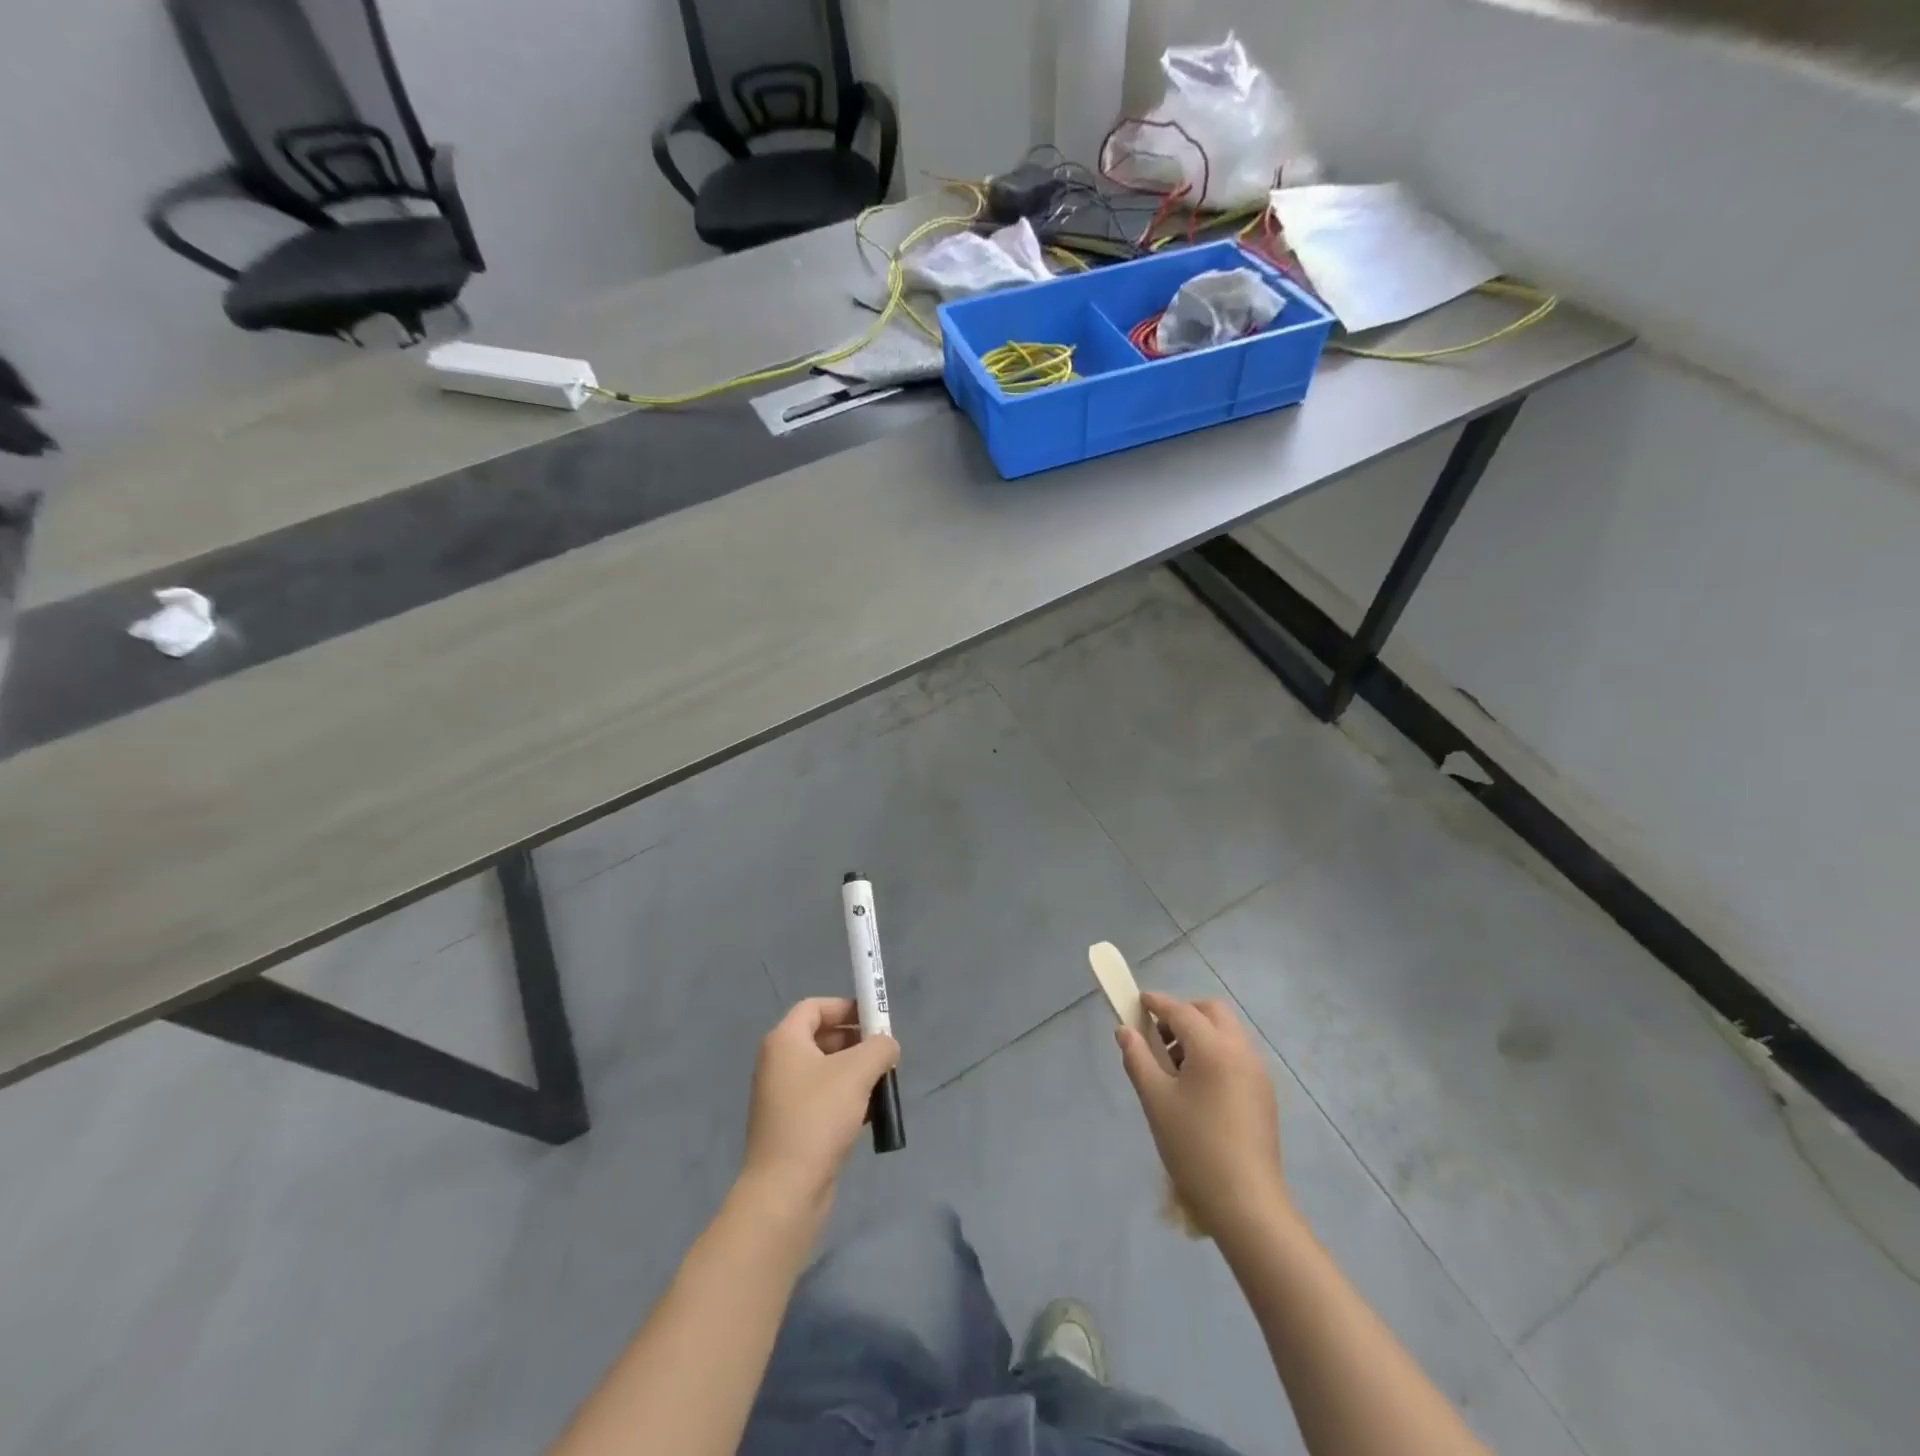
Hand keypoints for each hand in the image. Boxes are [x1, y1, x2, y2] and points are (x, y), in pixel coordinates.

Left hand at [740, 998, 898, 1220]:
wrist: (785, 1191)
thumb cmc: (818, 1117)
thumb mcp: (858, 1071)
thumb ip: (879, 1047)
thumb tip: (887, 1045)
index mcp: (784, 1041)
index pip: (815, 1007)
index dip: (845, 1007)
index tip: (874, 1021)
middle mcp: (777, 1063)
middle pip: (821, 1037)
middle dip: (855, 1042)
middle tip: (883, 1055)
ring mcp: (781, 1097)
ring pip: (824, 1071)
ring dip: (854, 1073)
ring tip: (880, 1086)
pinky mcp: (790, 1127)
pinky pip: (821, 1099)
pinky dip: (844, 1099)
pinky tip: (868, 1116)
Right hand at [1116, 991, 1288, 1239]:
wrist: (1246, 1203)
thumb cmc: (1194, 1147)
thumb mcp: (1155, 1100)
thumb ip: (1137, 1058)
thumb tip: (1125, 1030)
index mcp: (1214, 1048)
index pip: (1181, 1011)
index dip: (1157, 1003)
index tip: (1138, 1002)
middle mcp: (1241, 1051)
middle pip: (1212, 1012)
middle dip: (1184, 1012)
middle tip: (1158, 1033)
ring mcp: (1257, 1073)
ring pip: (1227, 1033)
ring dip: (1200, 1033)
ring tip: (1174, 1064)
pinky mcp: (1264, 1094)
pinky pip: (1237, 1055)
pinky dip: (1215, 1053)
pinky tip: (1197, 1086)